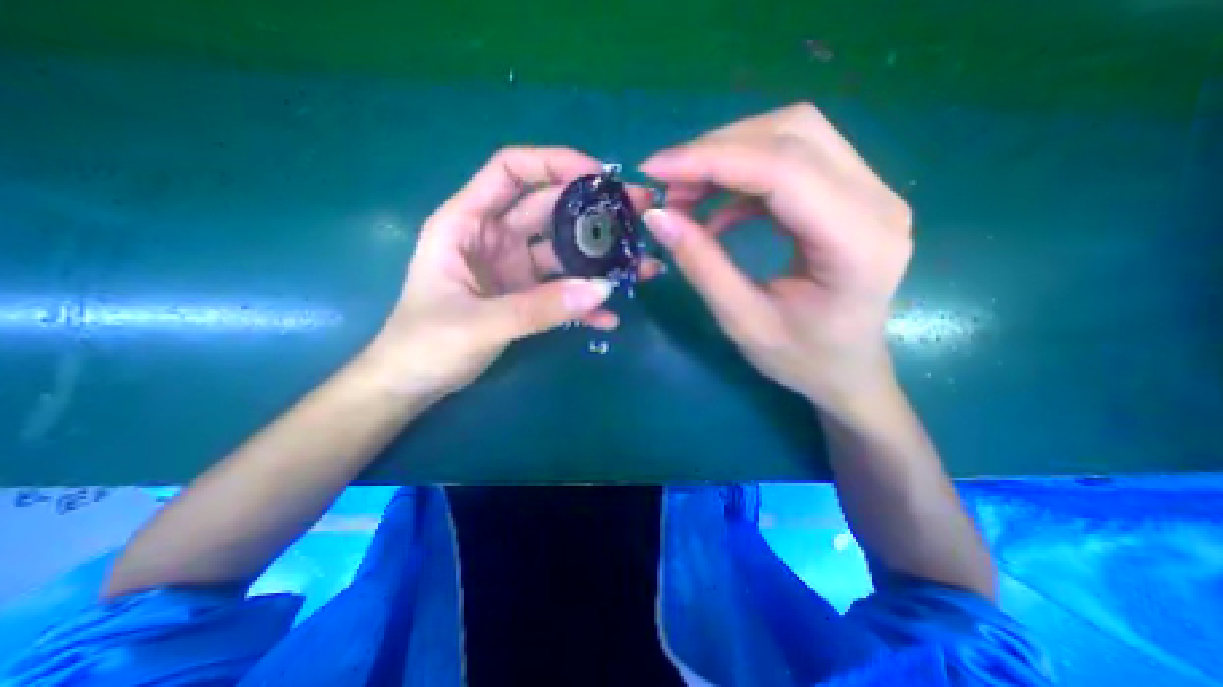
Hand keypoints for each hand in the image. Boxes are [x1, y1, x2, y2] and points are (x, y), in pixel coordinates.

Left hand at [371, 149, 659, 400]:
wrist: (415, 383)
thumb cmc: (425, 344)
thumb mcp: (479, 323)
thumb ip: (539, 308)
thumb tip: (602, 289)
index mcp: (467, 222)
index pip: (511, 171)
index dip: (554, 163)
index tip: (600, 175)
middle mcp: (495, 238)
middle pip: (550, 210)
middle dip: (594, 211)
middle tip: (639, 219)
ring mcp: (515, 269)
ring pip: (564, 252)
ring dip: (599, 261)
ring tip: (639, 268)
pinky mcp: (527, 297)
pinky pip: (562, 292)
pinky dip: (584, 303)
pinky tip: (608, 317)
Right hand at [640, 102, 905, 419]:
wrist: (848, 370)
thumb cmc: (802, 359)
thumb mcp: (743, 322)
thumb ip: (702, 266)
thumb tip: (657, 217)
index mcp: (858, 243)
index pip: (783, 169)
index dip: (711, 159)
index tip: (654, 170)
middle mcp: (877, 201)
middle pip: (793, 134)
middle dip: (717, 150)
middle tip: (667, 184)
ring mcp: (871, 191)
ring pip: (793, 137)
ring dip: (729, 157)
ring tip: (685, 194)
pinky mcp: (851, 195)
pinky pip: (792, 161)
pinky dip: (743, 176)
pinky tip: (717, 210)